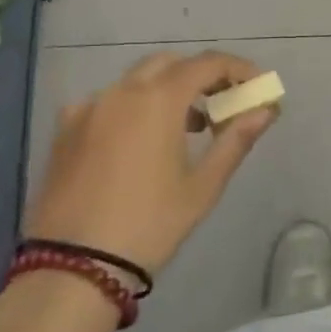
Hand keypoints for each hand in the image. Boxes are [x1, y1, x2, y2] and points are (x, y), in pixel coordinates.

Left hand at [25, 51, 277, 274]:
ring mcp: (88, 108)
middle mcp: (121, 91)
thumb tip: (266, 109)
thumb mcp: (202, 186)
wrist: (74, 267)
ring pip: (135, 81)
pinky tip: (136, 140)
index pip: (207, 63)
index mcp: (158, 99)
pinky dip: (130, 108)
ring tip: (186, 127)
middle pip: (169, 64)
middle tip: (222, 103)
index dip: (238, 68)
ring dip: (166, 90)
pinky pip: (105, 102)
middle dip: (200, 75)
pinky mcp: (64, 130)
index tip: (258, 85)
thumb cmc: (150, 224)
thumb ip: (235, 139)